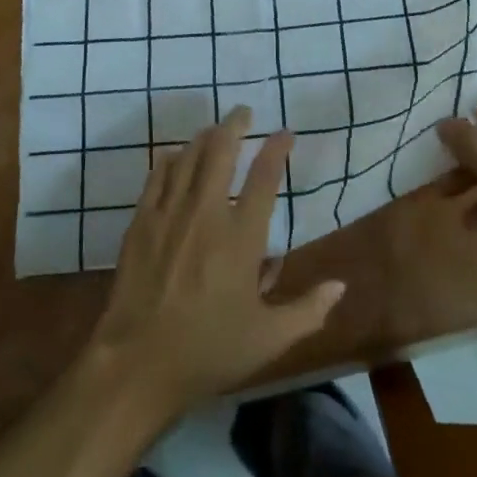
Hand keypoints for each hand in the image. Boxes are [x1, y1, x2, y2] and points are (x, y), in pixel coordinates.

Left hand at [90, 107, 345, 416]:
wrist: (136, 363)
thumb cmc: (208, 352)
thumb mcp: (268, 340)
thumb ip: (307, 311)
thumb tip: (341, 286)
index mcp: (241, 238)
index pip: (264, 179)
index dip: (277, 149)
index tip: (285, 133)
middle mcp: (206, 213)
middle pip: (221, 151)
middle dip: (234, 125)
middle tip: (243, 112)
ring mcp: (170, 214)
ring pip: (188, 157)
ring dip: (204, 137)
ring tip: (214, 130)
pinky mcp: (142, 222)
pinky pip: (157, 176)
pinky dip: (170, 159)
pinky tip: (175, 155)